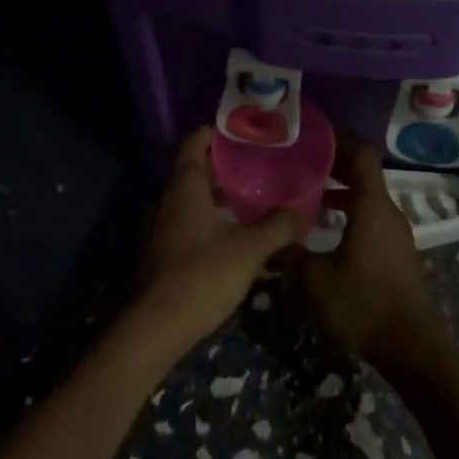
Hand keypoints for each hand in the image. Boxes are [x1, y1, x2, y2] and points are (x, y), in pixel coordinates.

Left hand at [132, 128, 299, 357]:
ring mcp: (163, 228)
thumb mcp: (249, 249)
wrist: (158, 328)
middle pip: (192, 169)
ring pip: (190, 197)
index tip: (241, 131)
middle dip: (220, 163)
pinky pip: (188, 221)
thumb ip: (276, 227)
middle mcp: (170, 200)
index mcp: (186, 186)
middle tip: (254, 162)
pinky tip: (231, 231)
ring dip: (214, 193)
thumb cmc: (203, 275)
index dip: (215, 133)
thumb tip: (300, 209)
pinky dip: (208, 216)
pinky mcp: (164, 253)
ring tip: (248, 194)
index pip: (194, 143)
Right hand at [298, 140, 442, 370]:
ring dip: (343, 190)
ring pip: (368, 197)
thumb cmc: (365, 303)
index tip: (314, 137)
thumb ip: (291, 254)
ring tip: (310, 194)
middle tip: (302, 162)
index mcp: (372, 205)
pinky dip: (352, 212)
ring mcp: (396, 234)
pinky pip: (373, 218)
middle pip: (365, 173)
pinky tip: (329, 230)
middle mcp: (388, 211)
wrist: (413, 349)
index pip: (362, 154)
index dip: (340, 140)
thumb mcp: (317, 280)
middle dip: (335, 164)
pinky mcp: (398, 255)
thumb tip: (267, 238)